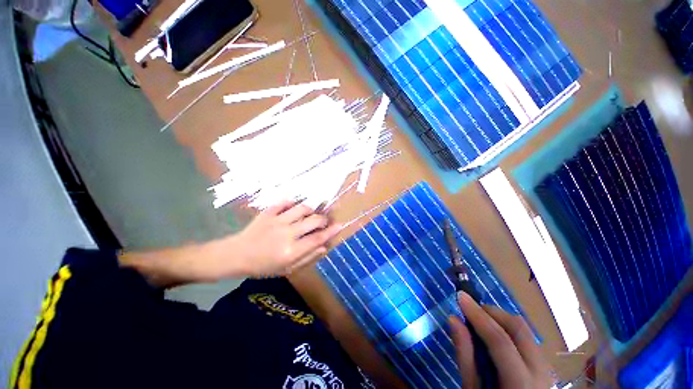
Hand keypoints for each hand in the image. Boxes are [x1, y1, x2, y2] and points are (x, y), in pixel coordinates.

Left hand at [232, 200, 341, 276]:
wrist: (236, 255)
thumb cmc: (263, 266)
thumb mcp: (287, 269)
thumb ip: (307, 257)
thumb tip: (324, 247)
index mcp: (291, 251)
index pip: (317, 238)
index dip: (331, 231)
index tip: (340, 225)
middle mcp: (286, 234)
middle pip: (313, 221)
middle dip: (323, 219)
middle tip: (324, 221)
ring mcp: (277, 221)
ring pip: (302, 208)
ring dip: (311, 210)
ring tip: (310, 214)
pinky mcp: (268, 213)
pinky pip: (285, 202)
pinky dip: (293, 203)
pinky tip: (294, 208)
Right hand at [449, 292, 551, 388]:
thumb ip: (465, 356)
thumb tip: (453, 319)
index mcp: (521, 383)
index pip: (500, 341)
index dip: (478, 316)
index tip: (460, 296)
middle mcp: (541, 372)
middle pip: (517, 328)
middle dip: (490, 312)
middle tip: (469, 308)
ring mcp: (546, 367)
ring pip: (524, 329)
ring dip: (499, 319)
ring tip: (479, 320)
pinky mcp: (545, 364)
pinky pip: (526, 337)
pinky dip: (507, 328)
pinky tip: (494, 335)